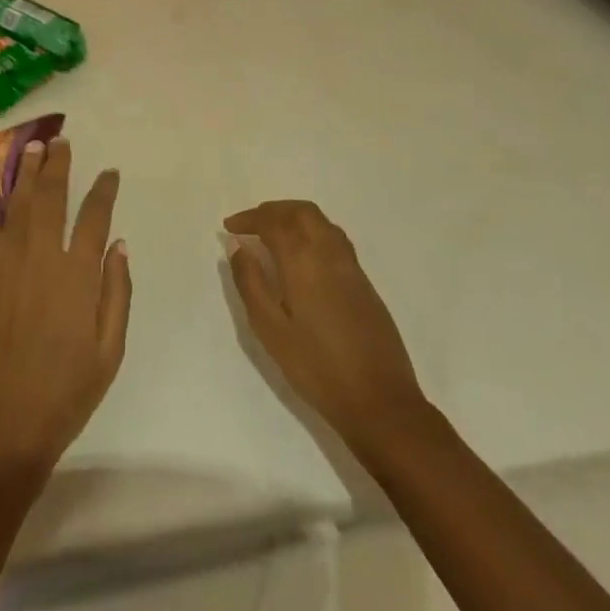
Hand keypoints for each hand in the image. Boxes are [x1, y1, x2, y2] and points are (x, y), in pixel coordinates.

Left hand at [0, 139, 130, 486]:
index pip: (94, 216)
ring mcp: (4, 265)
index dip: (103, 189)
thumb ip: (117, 292)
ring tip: (31, 147)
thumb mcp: (110, 350)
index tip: (108, 172)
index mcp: (78, 276)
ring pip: (16, 205)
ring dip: (25, 174)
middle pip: (51, 198)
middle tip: (60, 141)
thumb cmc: (66, 392)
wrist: (3, 428)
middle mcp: (40, 259)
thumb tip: (118, 243)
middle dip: (57, 165)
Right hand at [225, 200, 426, 451]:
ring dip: (293, 216)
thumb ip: (251, 282)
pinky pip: (334, 237)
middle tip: (250, 224)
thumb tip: (238, 247)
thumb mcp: (270, 329)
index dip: (249, 218)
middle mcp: (329, 252)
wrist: (380, 400)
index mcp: (303, 259)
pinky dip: (311, 231)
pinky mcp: (363, 281)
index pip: (273, 221)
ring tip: (272, 234)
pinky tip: (301, 256)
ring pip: (321, 221)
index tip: (230, 226)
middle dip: (273, 210)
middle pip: (301, 211)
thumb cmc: (316, 367)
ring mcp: (351, 265)